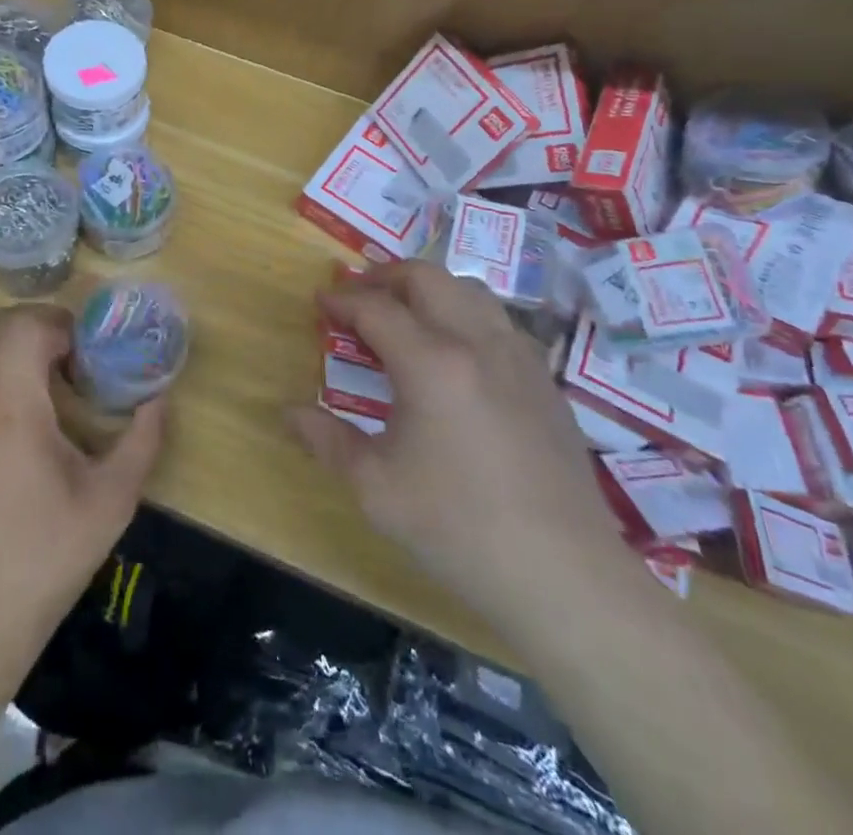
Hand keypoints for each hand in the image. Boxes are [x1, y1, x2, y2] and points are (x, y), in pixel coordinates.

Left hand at [0, 304, 165, 683]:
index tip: (86, 354)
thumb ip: (143, 437)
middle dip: (36, 327)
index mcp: (10, 408)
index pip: (27, 326)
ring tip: (29, 369)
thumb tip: (159, 394)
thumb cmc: (47, 557)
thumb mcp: (113, 499)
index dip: (62, 326)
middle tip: (68, 359)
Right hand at [288, 262, 623, 633]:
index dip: (342, 299)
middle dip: (384, 276)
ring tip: (405, 316)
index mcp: (431, 363)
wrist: (564, 575)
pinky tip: (456, 355)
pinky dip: (465, 315)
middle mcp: (477, 343)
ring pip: (468, 290)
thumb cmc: (458, 529)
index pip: (375, 308)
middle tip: (358, 297)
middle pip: (426, 277)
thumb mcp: (375, 488)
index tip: (320, 300)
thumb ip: (327, 440)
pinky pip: (499, 321)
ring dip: (429, 290)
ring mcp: (519, 357)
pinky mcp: (545, 379)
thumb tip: (288, 412)